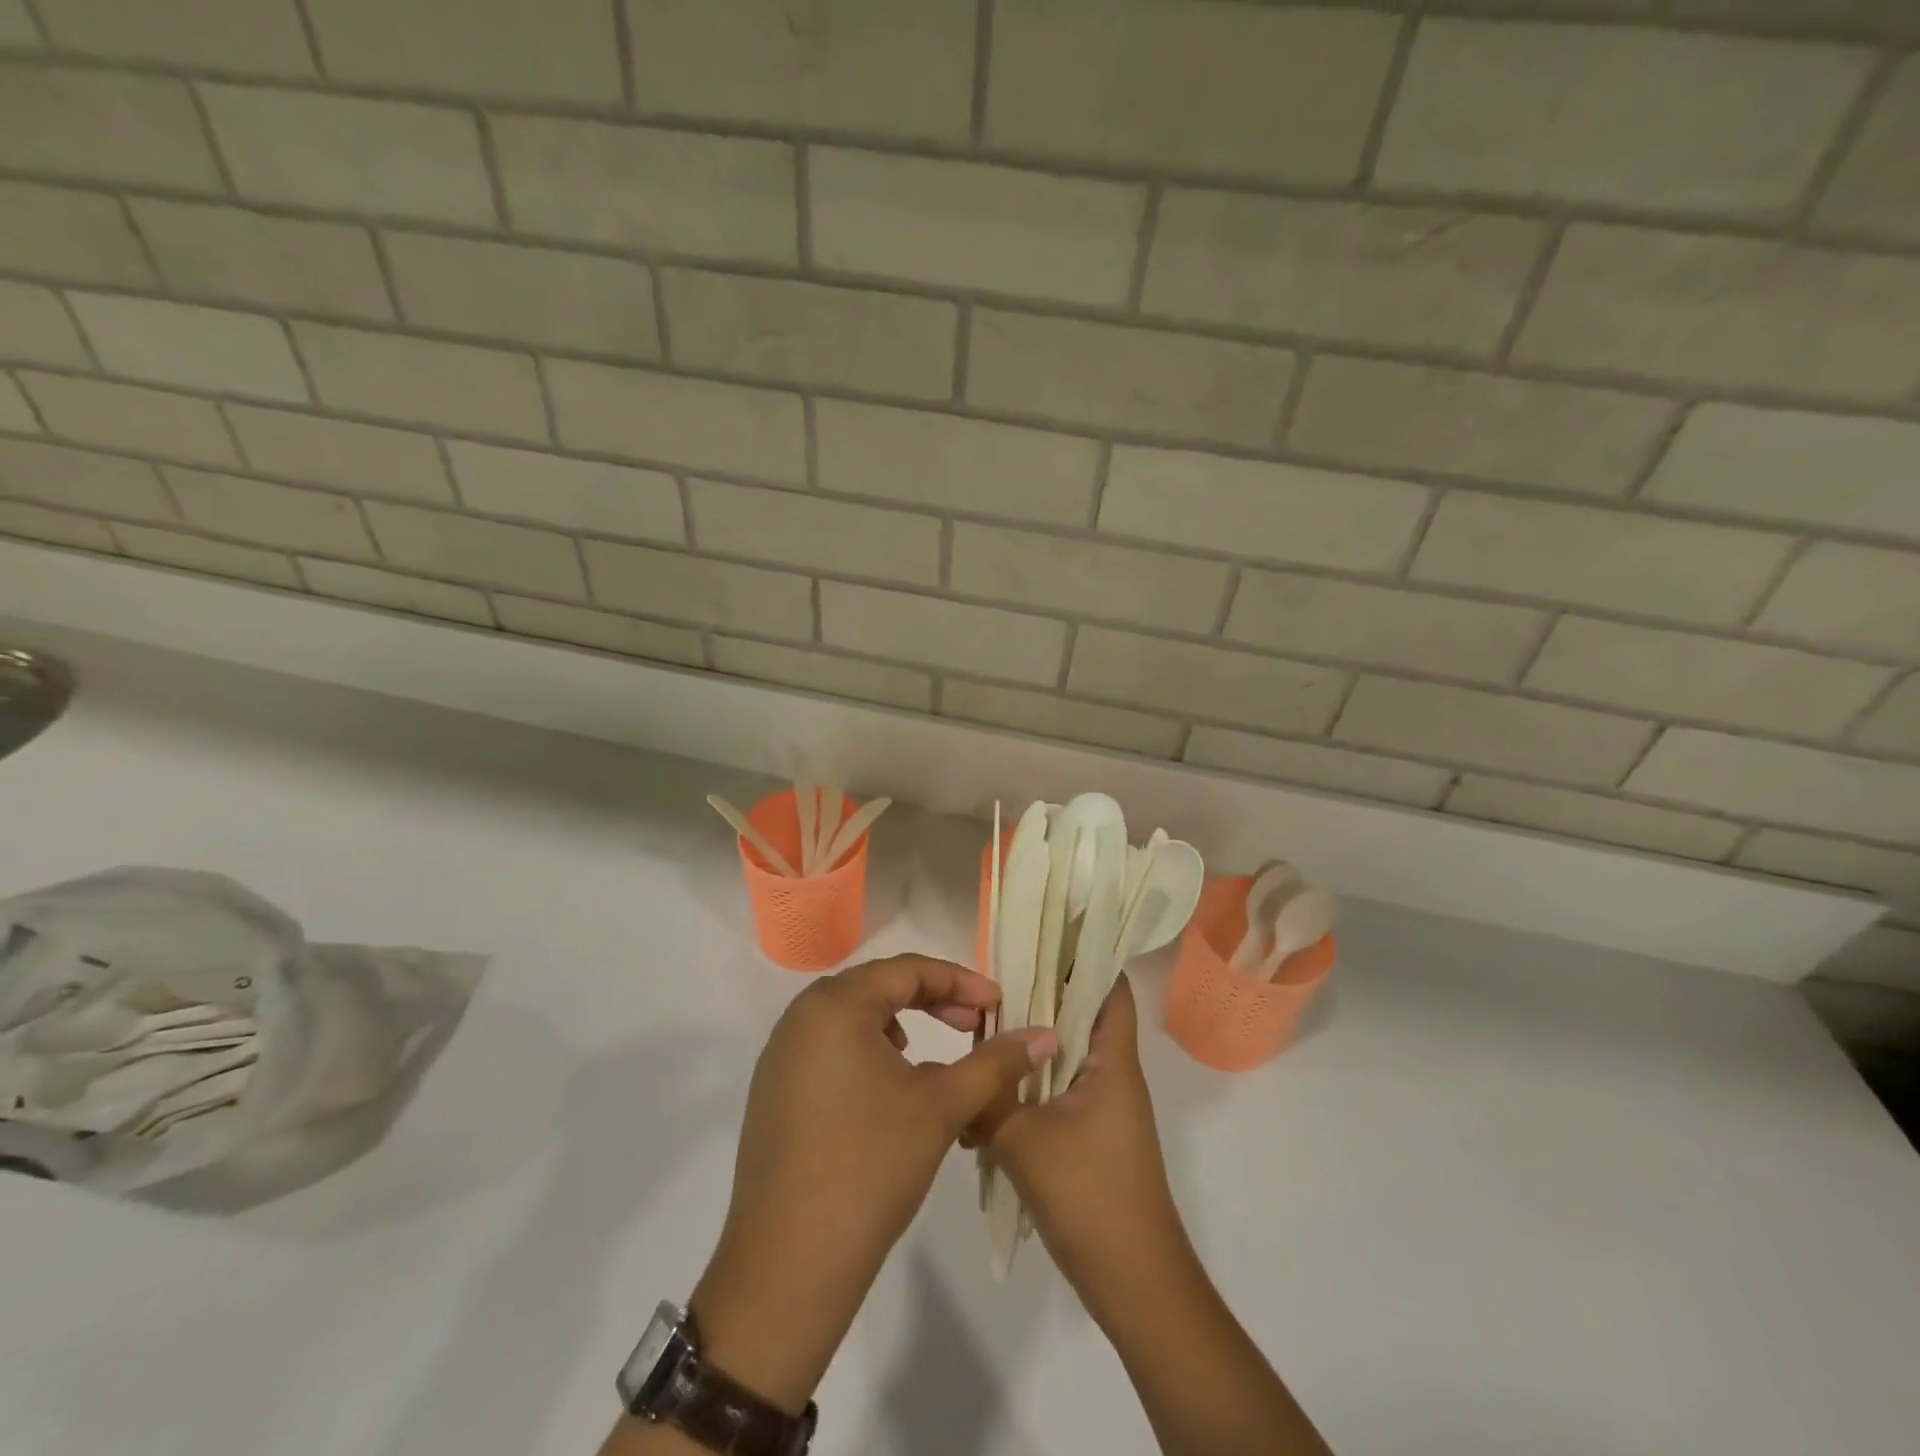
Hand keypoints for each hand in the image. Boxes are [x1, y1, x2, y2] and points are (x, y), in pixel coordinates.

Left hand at [692, 955, 1056, 1412]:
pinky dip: (868, 1049)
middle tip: (975, 1024)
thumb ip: (995, 1062)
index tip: (999, 1004)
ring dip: (900, 1022)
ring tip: (935, 1053)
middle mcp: (801, 1015)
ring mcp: (781, 1053)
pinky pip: (830, 1046)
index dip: (960, 981)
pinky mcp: (774, 1088)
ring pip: (853, 1016)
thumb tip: (1046, 1035)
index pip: (907, 970)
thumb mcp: (942, 1106)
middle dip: (932, 1000)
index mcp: (835, 1005)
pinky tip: (890, 1085)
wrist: (787, 1266)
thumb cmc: (871, 1169)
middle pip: (878, 987)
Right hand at [979, 976, 1194, 1322]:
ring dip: (1024, 1052)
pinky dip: (1024, 1091)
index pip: (1110, 988)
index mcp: (1112, 1061)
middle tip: (987, 988)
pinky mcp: (1087, 1137)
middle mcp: (1112, 1075)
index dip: (1082, 957)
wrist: (1134, 1284)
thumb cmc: (1091, 1197)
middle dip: (1036, 1000)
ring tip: (976, 1042)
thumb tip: (957, 1071)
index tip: (1037, 939)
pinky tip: (983, 1105)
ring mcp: (1101, 1108)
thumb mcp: (1024, 1142)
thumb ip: (987, 1097)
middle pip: (1078, 1017)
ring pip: (1060, 1058)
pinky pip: (1053, 1094)